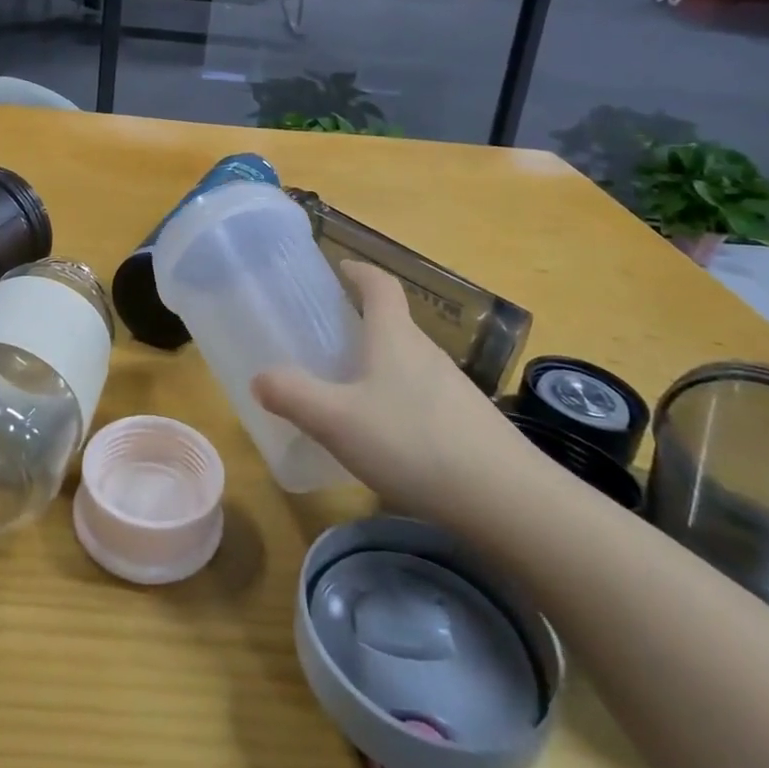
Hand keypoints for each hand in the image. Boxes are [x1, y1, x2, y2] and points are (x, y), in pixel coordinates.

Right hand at [253, 261, 560, 537]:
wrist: (507, 500)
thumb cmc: (413, 442)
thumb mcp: (338, 420)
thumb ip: (294, 395)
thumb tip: (260, 377)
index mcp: (395, 336)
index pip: (380, 285)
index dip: (359, 271)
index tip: (339, 267)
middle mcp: (427, 352)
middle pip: (395, 322)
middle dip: (363, 321)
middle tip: (329, 336)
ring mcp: (454, 389)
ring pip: (410, 362)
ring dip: (382, 363)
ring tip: (352, 389)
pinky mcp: (471, 424)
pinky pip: (426, 397)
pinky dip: (402, 400)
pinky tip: (390, 437)